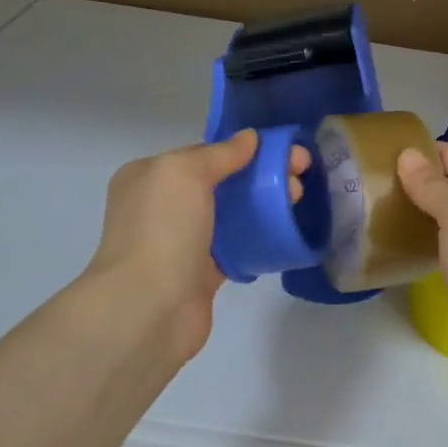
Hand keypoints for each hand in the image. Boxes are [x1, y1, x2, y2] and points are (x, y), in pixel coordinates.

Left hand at [80, 132, 308, 375]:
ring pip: (230, 214)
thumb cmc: (163, 229)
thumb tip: (249, 138)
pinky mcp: (200, 273)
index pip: (202, 153)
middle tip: (300, 177)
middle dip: (261, 175)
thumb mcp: (185, 173)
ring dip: (264, 205)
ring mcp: (180, 241)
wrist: (149, 308)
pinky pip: (235, 247)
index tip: (281, 150)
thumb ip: (220, 153)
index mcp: (148, 176)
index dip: (243, 149)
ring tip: (297, 200)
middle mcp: (161, 206)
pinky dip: (257, 238)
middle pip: (221, 182)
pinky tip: (283, 231)